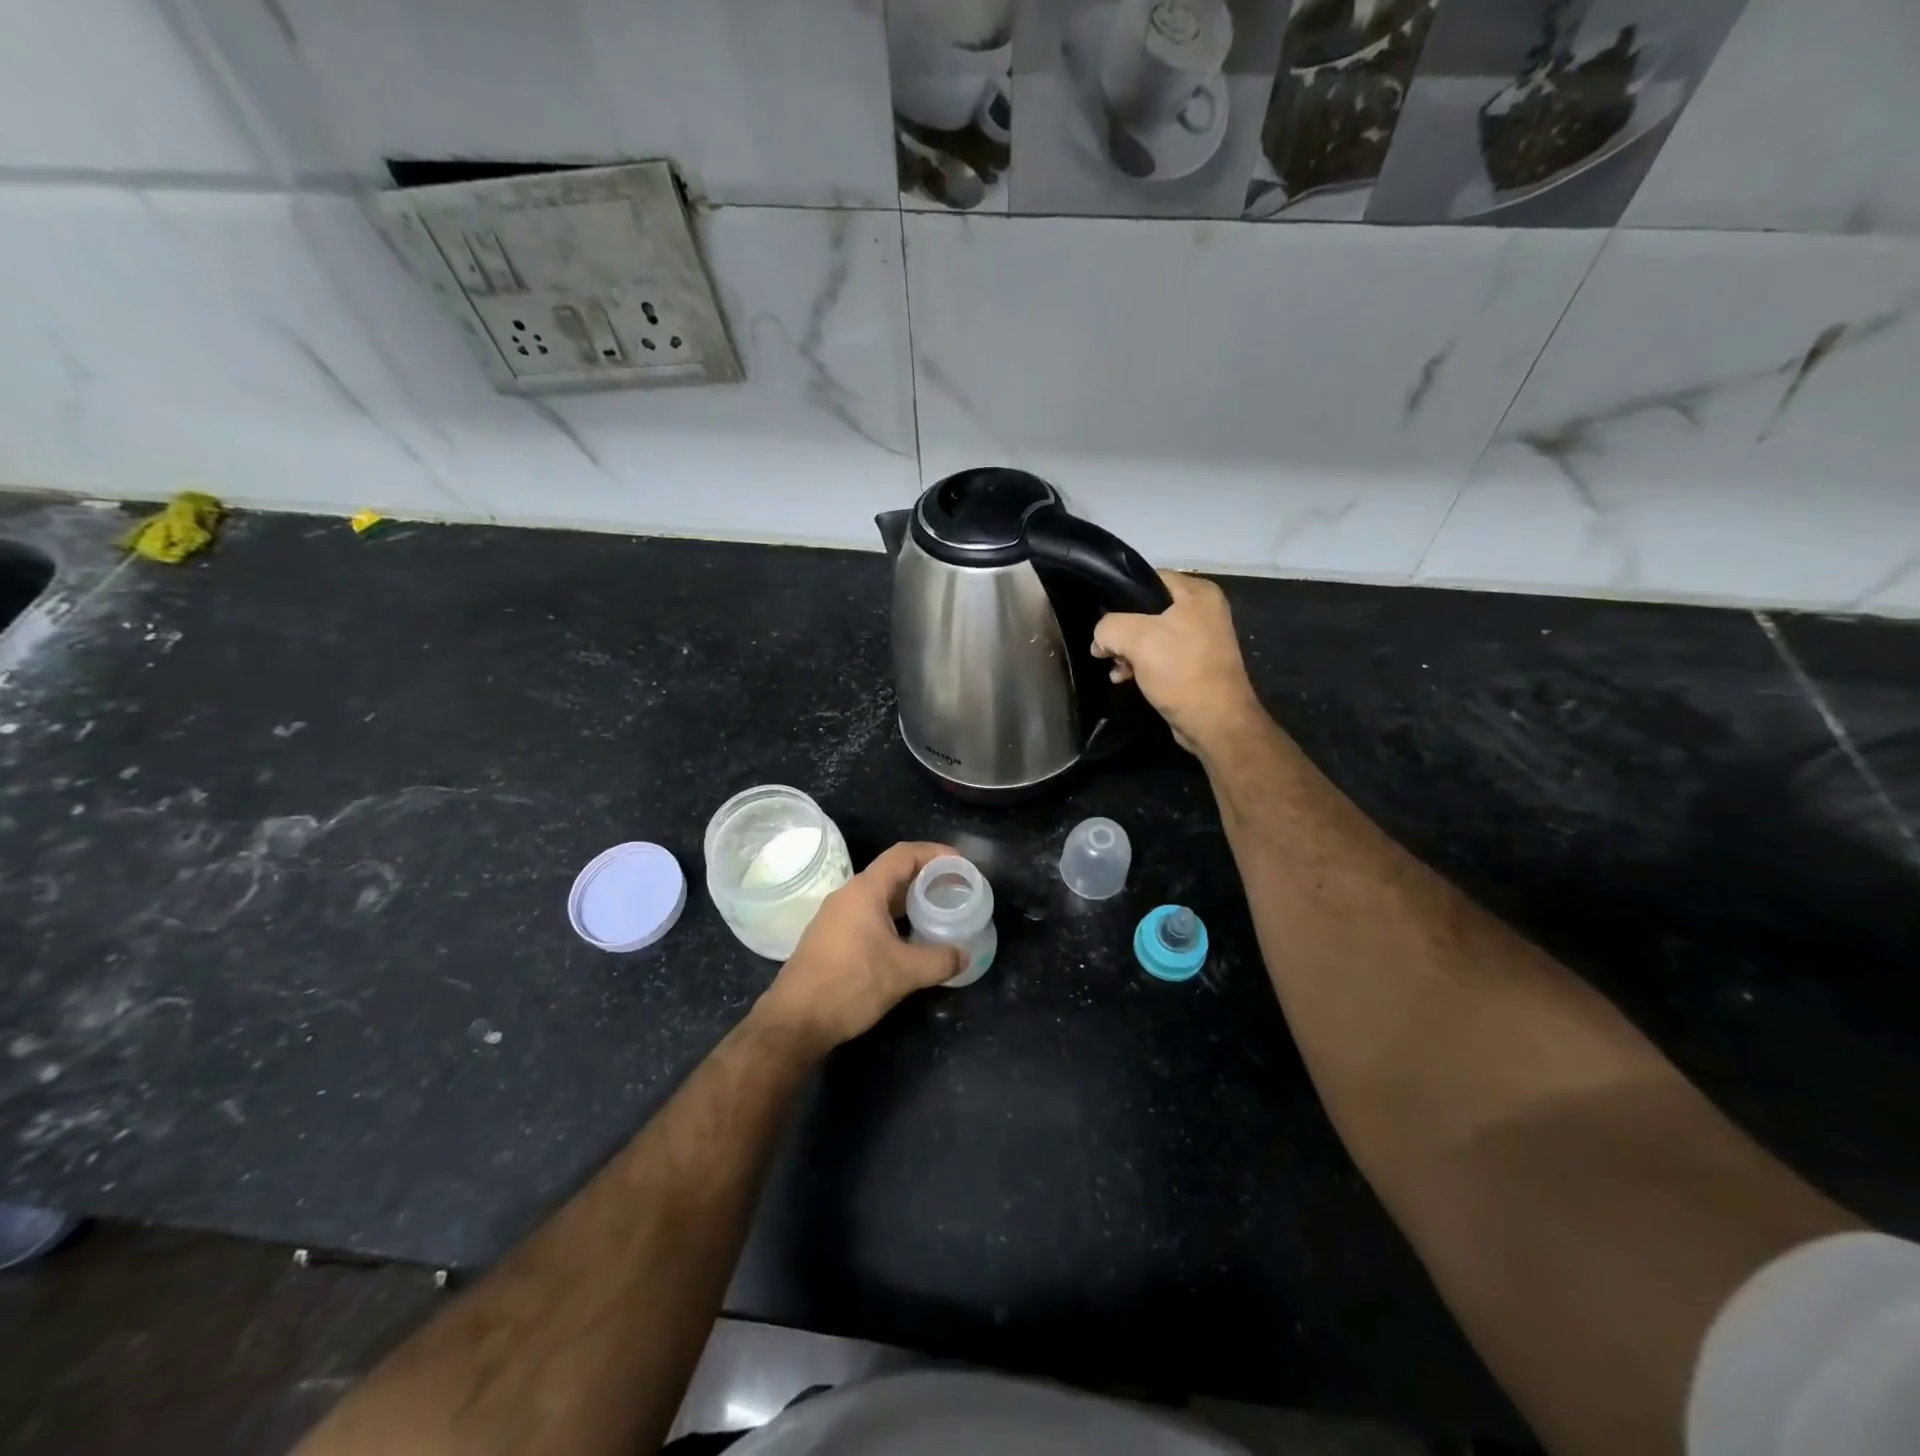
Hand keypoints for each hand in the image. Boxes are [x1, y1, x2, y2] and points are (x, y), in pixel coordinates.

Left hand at [753, 842, 964, 1052]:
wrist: (796, 1021)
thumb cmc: (851, 984)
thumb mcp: (904, 973)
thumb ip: (940, 960)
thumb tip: (964, 954)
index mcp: (864, 891)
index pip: (903, 854)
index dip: (934, 853)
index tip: (960, 864)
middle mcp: (848, 896)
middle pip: (892, 872)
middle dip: (925, 877)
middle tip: (954, 889)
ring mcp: (836, 917)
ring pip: (879, 896)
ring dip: (909, 900)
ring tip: (937, 911)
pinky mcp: (831, 938)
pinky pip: (868, 915)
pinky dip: (893, 917)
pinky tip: (909, 939)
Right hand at [1092, 570, 1265, 754]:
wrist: (1215, 722)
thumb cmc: (1180, 671)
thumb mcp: (1137, 639)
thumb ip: (1109, 627)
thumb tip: (1100, 638)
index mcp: (1198, 593)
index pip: (1149, 578)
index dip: (1120, 594)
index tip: (1100, 616)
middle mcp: (1203, 611)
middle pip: (1147, 609)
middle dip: (1121, 630)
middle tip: (1103, 648)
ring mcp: (1200, 639)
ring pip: (1150, 635)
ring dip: (1127, 651)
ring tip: (1112, 667)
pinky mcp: (1193, 665)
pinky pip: (1159, 656)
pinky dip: (1140, 664)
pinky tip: (1122, 678)